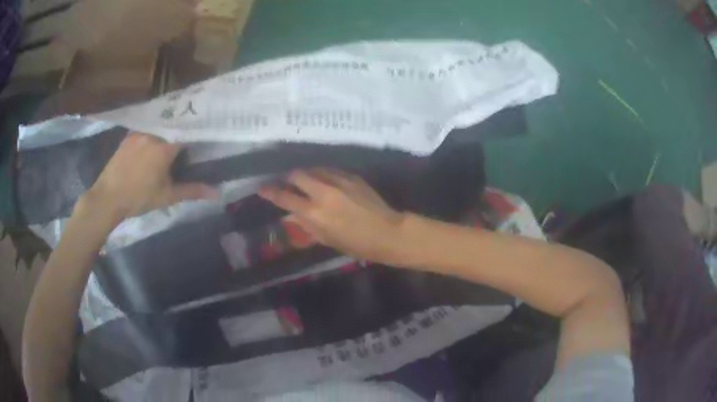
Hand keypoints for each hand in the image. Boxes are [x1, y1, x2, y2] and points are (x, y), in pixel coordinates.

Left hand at [82, 132, 217, 222]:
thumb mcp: (167, 196)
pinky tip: (155, 143)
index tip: (205, 138)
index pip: (189, 132)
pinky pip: (147, 128)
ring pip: (160, 126)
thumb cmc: (138, 198)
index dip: (198, 134)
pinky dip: (155, 133)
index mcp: (165, 146)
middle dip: (183, 132)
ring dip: (168, 132)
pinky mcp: (129, 135)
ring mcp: (140, 132)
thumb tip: (217, 193)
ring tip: (173, 140)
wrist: (107, 198)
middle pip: (175, 126)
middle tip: (190, 140)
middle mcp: (154, 133)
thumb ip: (192, 191)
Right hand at [259, 169, 405, 262]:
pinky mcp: (352, 176)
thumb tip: (292, 214)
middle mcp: (323, 192)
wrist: (388, 232)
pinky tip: (325, 181)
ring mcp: (339, 181)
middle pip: (297, 175)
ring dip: (306, 174)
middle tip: (286, 183)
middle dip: (288, 178)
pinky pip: (330, 170)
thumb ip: (307, 224)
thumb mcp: (327, 239)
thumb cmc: (356, 244)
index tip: (262, 188)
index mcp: (315, 213)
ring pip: (314, 169)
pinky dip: (322, 174)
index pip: (285, 197)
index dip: (270, 192)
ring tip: (305, 181)